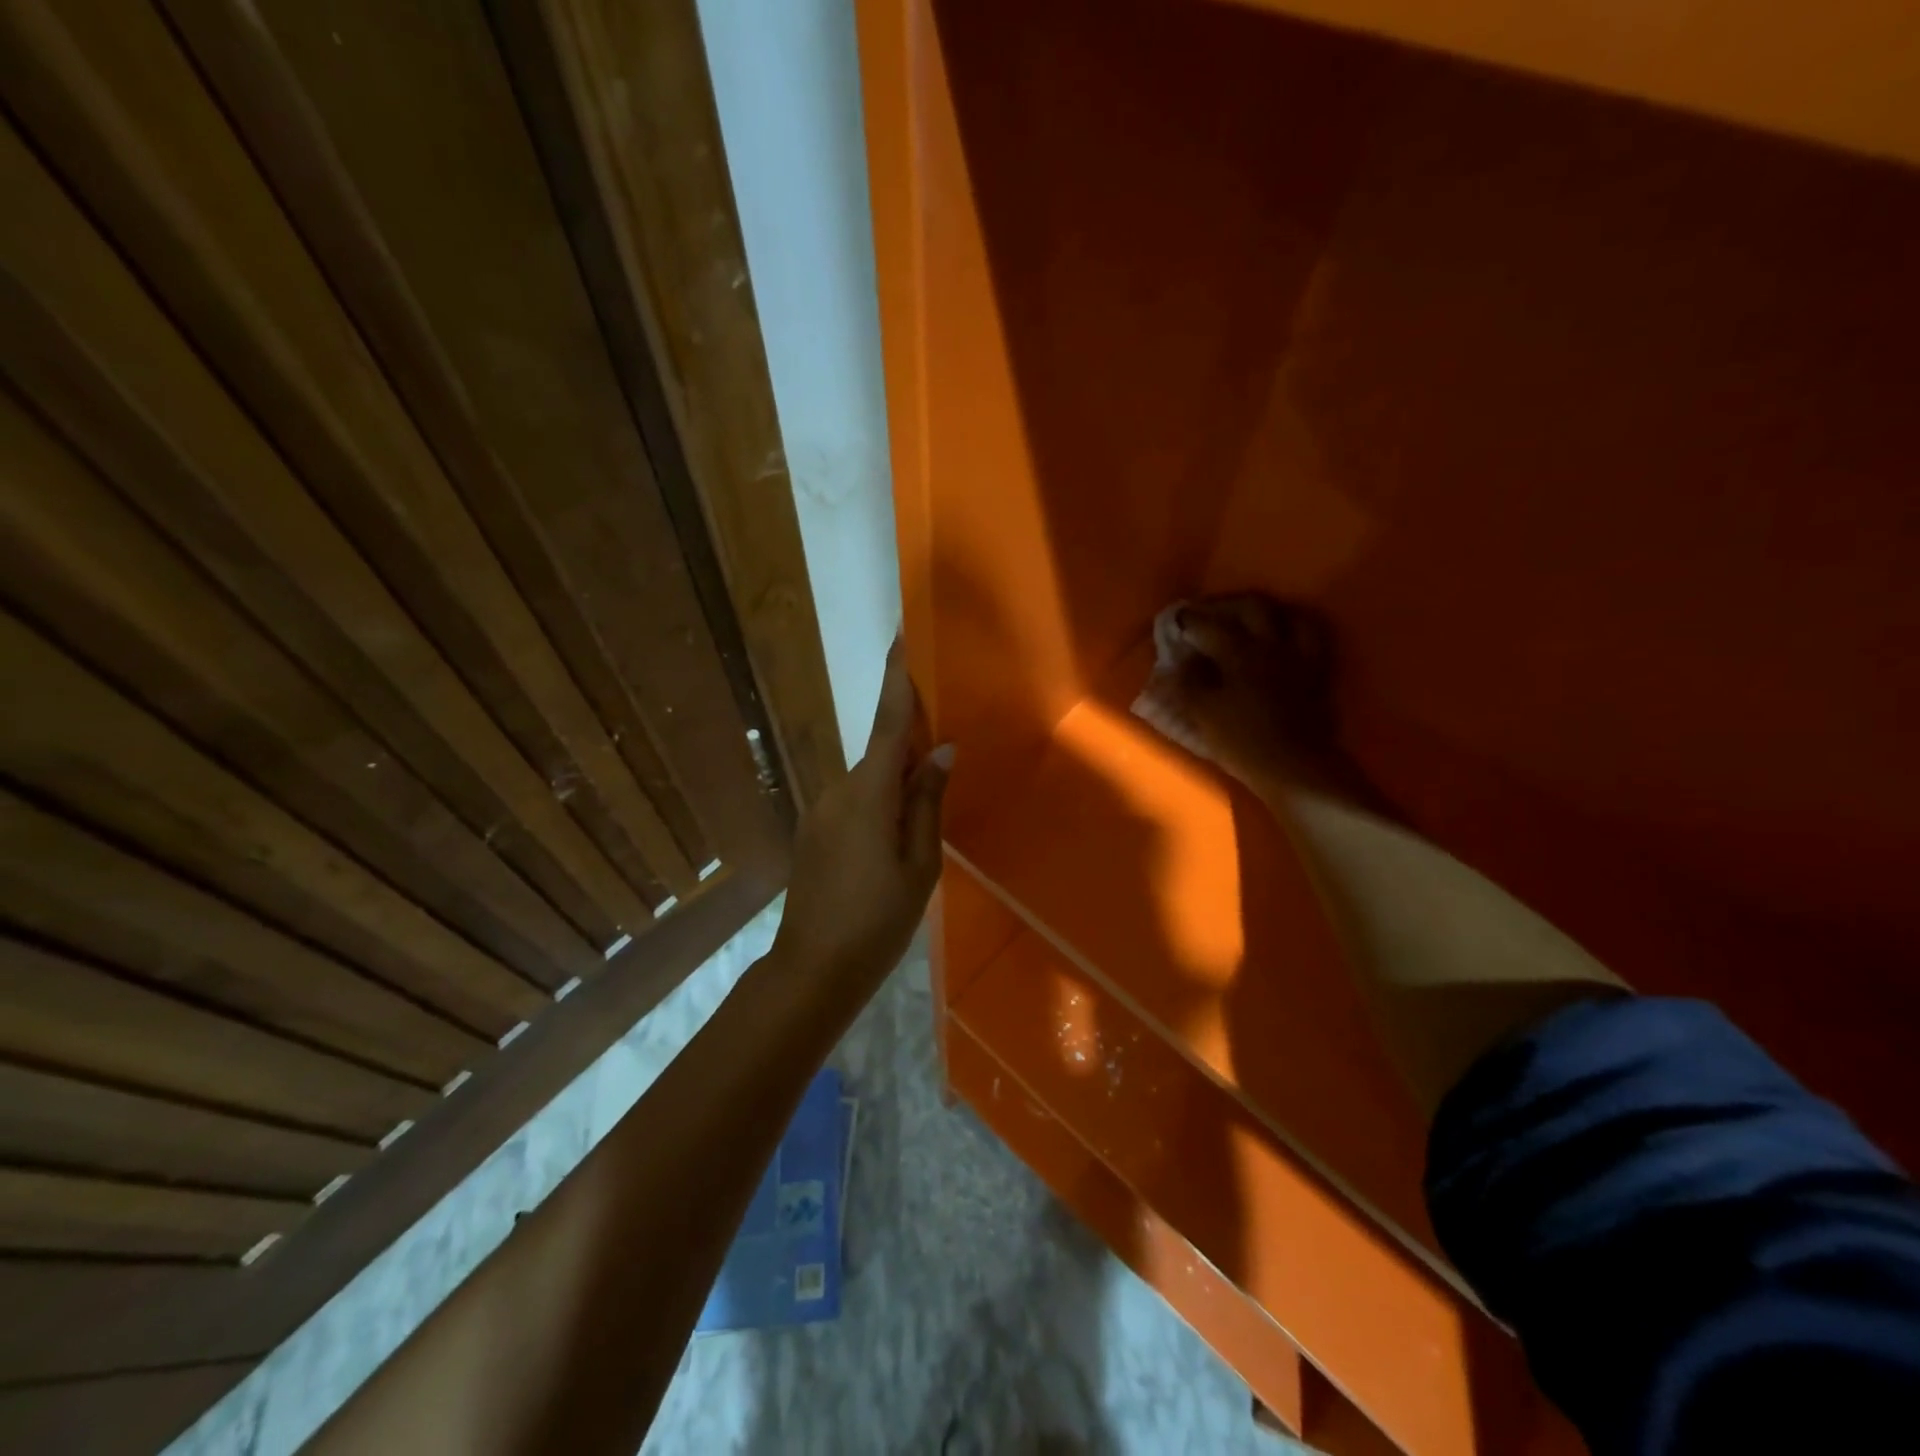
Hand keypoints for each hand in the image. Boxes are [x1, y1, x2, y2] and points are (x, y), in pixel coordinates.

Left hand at [771, 639, 953, 985]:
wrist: (812, 970)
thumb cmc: (877, 921)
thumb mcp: (919, 865)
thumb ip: (927, 802)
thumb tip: (942, 751)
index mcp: (868, 795)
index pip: (888, 724)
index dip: (895, 679)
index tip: (899, 636)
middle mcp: (838, 790)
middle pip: (880, 752)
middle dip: (910, 743)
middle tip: (945, 753)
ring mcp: (820, 810)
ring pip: (868, 780)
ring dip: (895, 781)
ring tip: (923, 814)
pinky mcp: (814, 830)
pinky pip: (854, 801)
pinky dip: (877, 801)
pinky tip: (892, 837)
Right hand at [1130, 593, 1338, 791]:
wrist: (1295, 769)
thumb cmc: (1242, 741)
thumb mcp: (1202, 714)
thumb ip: (1186, 684)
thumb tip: (1176, 663)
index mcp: (1239, 652)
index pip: (1209, 625)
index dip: (1190, 620)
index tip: (1176, 619)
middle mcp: (1272, 645)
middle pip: (1253, 606)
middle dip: (1228, 604)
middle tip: (1211, 612)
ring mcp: (1299, 657)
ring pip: (1290, 616)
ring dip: (1268, 612)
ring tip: (1251, 620)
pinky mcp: (1317, 675)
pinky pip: (1311, 639)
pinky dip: (1294, 631)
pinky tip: (1282, 641)